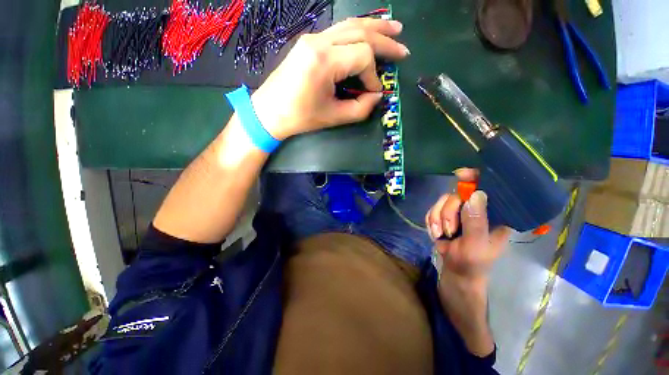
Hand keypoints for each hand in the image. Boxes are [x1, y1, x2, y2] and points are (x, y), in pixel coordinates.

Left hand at [251, 18, 409, 140]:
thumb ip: (360, 108)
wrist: (269, 111)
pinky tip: (368, 32)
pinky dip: (357, 30)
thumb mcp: (333, 117)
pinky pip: (339, 30)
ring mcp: (313, 39)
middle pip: (360, 32)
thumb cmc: (300, 117)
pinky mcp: (309, 42)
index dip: (374, 76)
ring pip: (350, 25)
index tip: (374, 93)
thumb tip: (376, 96)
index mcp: (324, 61)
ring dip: (374, 27)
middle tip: (403, 49)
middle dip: (384, 41)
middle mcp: (319, 42)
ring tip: (394, 28)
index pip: (363, 57)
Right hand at [425, 168, 510, 282]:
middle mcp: (476, 208)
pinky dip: (431, 222)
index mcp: (494, 213)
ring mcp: (459, 211)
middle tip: (448, 230)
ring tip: (440, 235)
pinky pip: (432, 209)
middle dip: (447, 212)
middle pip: (457, 194)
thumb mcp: (476, 244)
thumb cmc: (472, 262)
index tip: (461, 175)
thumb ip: (475, 222)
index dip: (475, 177)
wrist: (456, 271)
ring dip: (437, 219)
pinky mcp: (444, 215)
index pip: (489, 187)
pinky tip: (436, 233)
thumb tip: (475, 194)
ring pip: (442, 201)